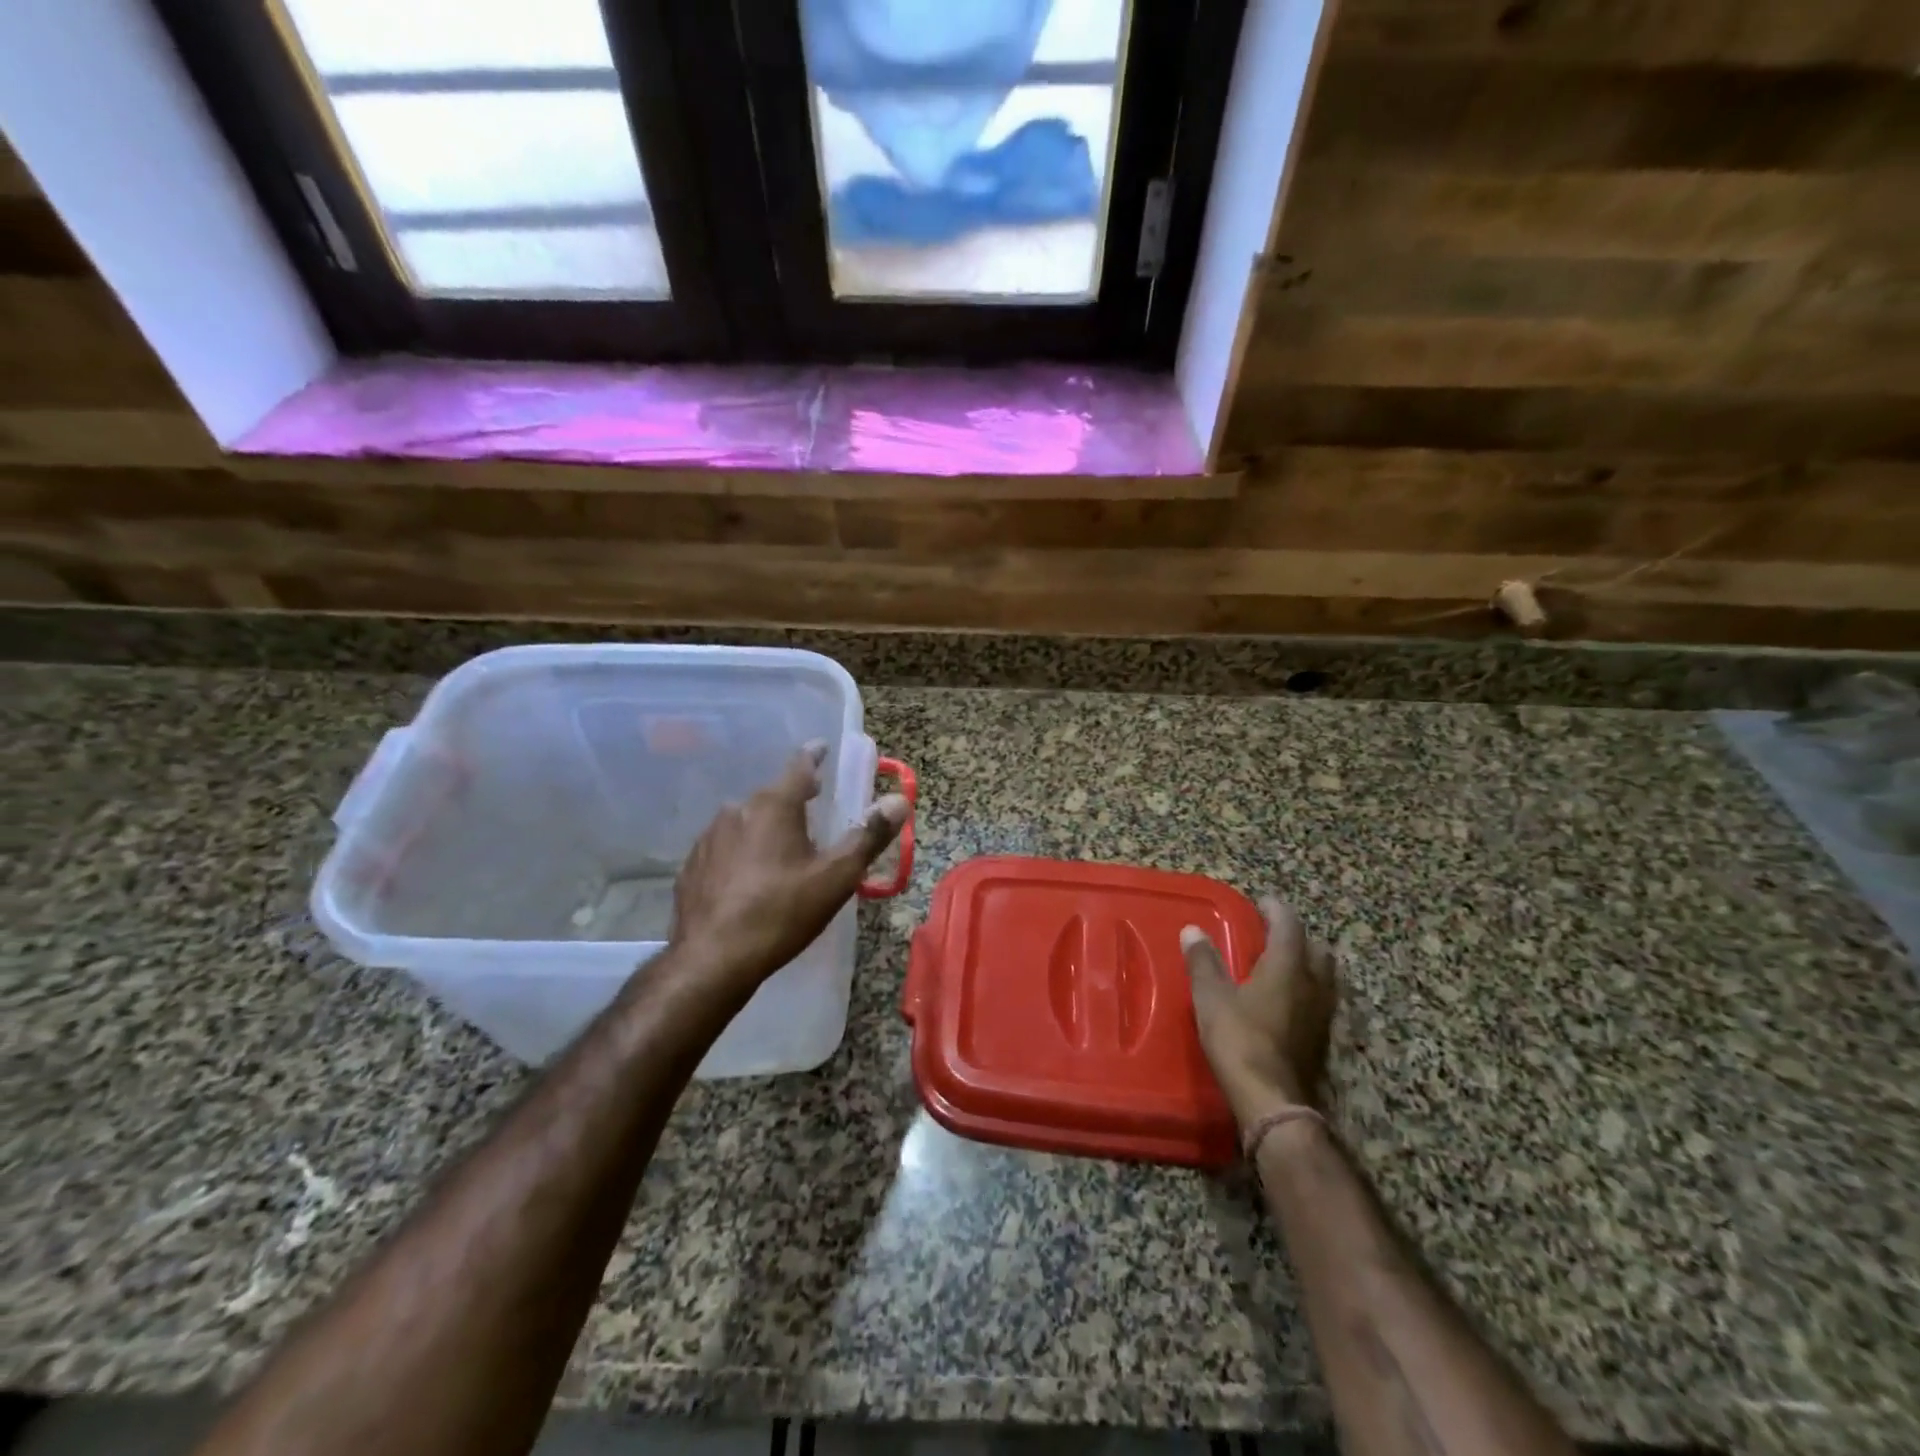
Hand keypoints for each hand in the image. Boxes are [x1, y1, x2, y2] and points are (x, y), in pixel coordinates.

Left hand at [668, 742, 907, 999]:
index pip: (800, 766)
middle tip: (813, 806)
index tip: (822, 748)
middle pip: (772, 795)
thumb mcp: (836, 877)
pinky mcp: (692, 867)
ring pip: (745, 821)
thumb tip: (899, 799)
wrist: (712, 961)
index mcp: (774, 806)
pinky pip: (724, 849)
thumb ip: (869, 835)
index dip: (814, 756)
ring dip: (765, 827)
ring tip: (782, 849)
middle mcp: (737, 811)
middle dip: (794, 798)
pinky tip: (747, 879)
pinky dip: (740, 853)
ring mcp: (708, 838)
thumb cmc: (782, 913)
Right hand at [1182, 896, 1336, 1122]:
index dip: (1276, 909)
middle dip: (1297, 937)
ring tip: (1281, 966)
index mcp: (1288, 966)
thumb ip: (1203, 961)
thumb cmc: (1239, 1039)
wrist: (1272, 1100)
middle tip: (1272, 935)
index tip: (1261, 902)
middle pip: (1316, 949)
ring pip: (1324, 977)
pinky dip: (1307, 991)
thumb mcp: (1212, 997)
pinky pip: (1321, 1001)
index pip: (1289, 925)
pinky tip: (1286, 1002)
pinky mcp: (1323, 1039)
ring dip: (1306, 964)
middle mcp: (1314, 984)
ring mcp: (1323, 1014)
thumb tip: (1193, 930)